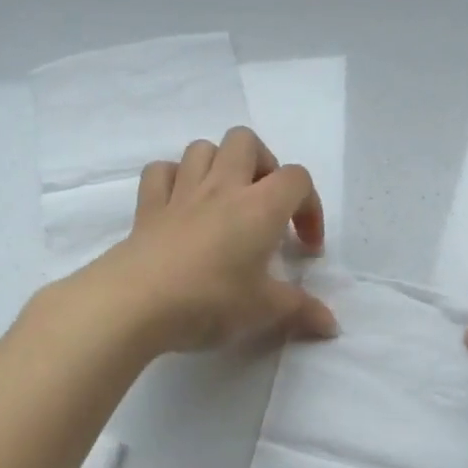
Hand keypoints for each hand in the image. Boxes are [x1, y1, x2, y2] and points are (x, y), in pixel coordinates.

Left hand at [73, 127, 338, 355]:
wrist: (135, 303)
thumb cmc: (210, 301)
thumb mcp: (263, 311)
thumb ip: (301, 311)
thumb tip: (332, 326)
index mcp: (259, 206)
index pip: (297, 179)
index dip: (310, 207)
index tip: (305, 247)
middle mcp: (222, 187)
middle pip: (246, 141)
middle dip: (263, 165)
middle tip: (265, 206)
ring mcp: (181, 193)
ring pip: (202, 148)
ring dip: (219, 165)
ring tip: (225, 201)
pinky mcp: (148, 207)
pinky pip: (161, 172)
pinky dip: (174, 179)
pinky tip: (181, 205)